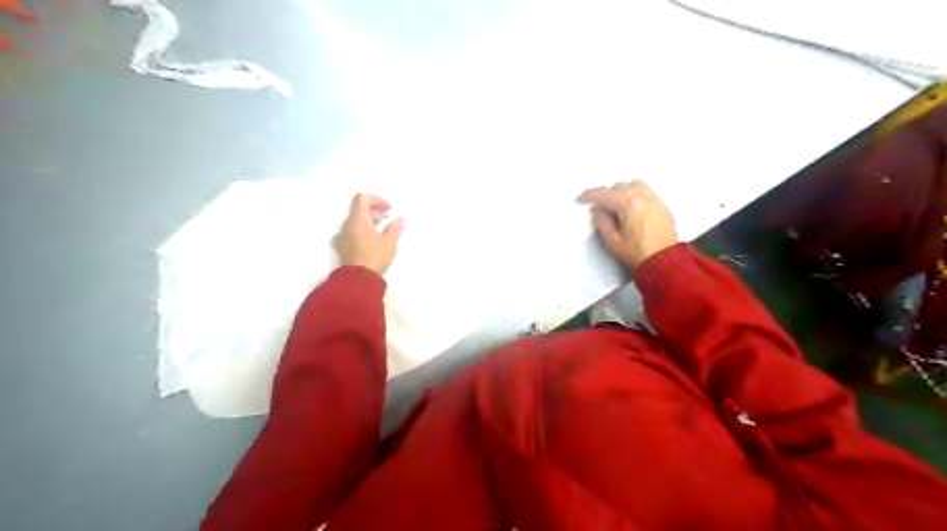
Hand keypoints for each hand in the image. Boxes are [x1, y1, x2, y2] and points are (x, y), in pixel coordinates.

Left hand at [332, 195, 405, 277]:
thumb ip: (395, 228)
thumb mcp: (389, 242)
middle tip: (387, 220)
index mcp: (357, 219)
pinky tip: (370, 242)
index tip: (388, 209)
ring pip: (355, 222)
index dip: (376, 199)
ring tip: (382, 232)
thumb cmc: (374, 256)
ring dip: (368, 222)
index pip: (361, 199)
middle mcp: (346, 225)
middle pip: (358, 210)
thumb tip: (401, 219)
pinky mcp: (342, 248)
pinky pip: (351, 234)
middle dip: (374, 211)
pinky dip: (361, 232)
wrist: (357, 280)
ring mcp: (342, 237)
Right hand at [574, 180, 675, 269]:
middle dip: (607, 194)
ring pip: (634, 184)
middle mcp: (643, 197)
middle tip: (599, 207)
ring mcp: (654, 200)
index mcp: (628, 204)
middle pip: (619, 186)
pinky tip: (632, 209)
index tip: (580, 200)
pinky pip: (646, 192)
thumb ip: (601, 221)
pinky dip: (635, 195)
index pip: (604, 194)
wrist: (663, 261)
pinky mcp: (662, 206)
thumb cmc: (637, 253)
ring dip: (623, 191)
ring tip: (617, 205)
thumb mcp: (612, 241)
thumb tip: (597, 210)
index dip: (589, 196)